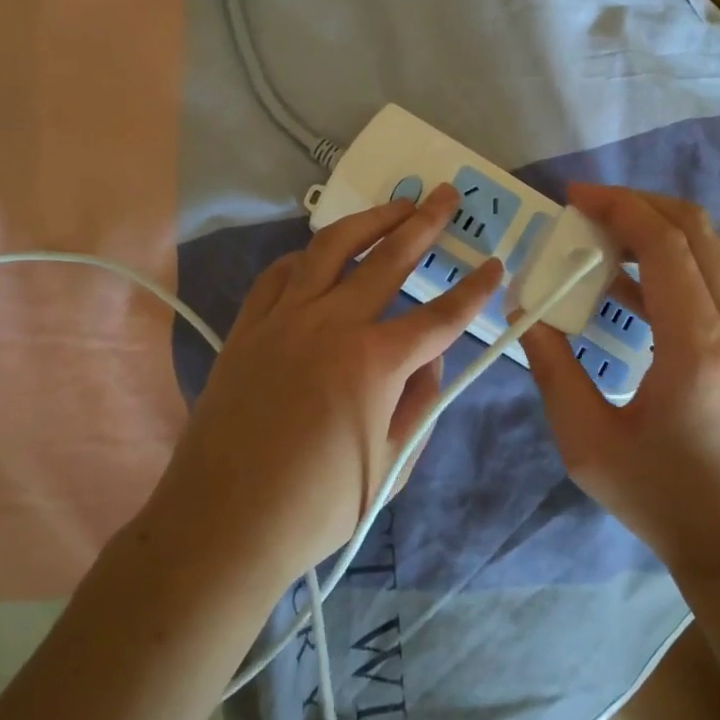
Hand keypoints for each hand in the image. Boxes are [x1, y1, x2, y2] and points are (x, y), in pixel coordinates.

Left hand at [154, 184, 500, 588]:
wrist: (223, 524)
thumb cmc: (318, 507)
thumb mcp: (392, 463)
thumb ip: (420, 401)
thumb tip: (429, 356)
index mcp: (375, 362)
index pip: (441, 316)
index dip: (475, 291)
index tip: (495, 266)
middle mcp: (331, 325)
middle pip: (389, 259)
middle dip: (425, 223)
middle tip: (445, 195)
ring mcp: (283, 320)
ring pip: (330, 249)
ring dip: (368, 221)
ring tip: (394, 205)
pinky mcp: (247, 328)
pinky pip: (278, 275)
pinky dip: (305, 257)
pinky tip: (319, 255)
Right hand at [519, 184, 719, 585]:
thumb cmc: (660, 496)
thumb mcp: (586, 441)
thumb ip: (553, 368)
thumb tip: (528, 311)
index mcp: (697, 348)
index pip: (666, 245)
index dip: (619, 208)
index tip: (575, 197)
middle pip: (697, 231)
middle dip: (639, 205)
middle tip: (587, 210)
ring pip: (710, 251)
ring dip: (656, 231)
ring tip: (599, 240)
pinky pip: (712, 281)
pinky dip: (671, 264)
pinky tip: (627, 284)